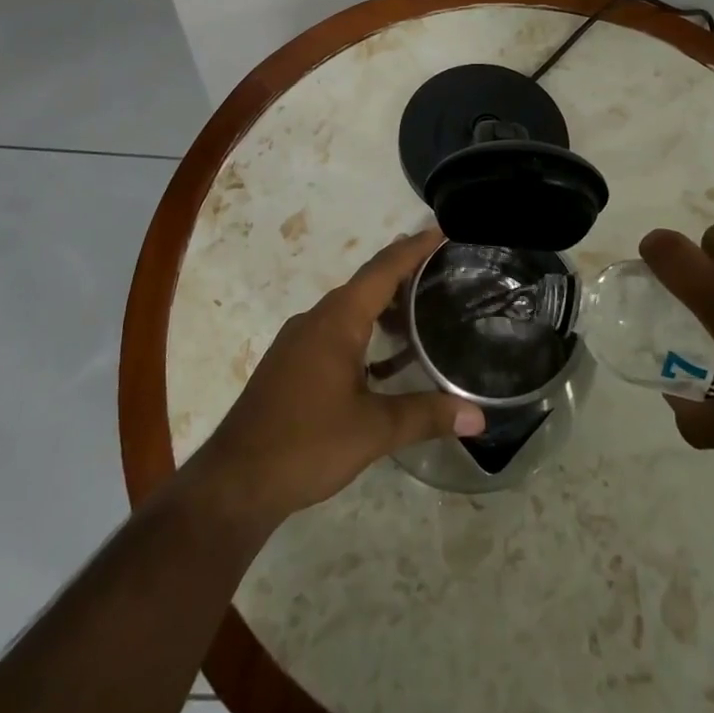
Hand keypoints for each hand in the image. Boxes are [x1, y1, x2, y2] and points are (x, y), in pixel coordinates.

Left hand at [185, 230, 485, 530]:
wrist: (234, 482)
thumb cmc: (306, 444)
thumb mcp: (373, 431)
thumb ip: (426, 416)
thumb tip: (479, 416)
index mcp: (337, 320)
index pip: (383, 269)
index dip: (414, 248)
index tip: (440, 230)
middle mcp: (316, 319)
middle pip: (366, 283)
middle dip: (402, 270)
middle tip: (440, 265)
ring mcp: (299, 341)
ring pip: (349, 307)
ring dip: (382, 302)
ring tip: (419, 304)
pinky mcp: (290, 363)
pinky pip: (335, 329)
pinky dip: (364, 328)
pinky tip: (383, 356)